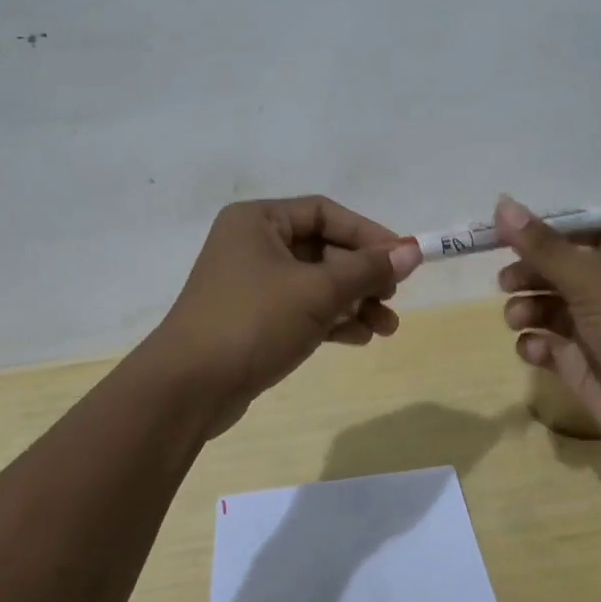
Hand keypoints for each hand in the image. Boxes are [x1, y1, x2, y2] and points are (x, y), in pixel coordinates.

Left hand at [149, 196, 421, 435]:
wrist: (188, 388)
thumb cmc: (254, 322)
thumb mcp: (318, 291)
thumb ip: (367, 270)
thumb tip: (412, 251)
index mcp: (258, 221)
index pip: (325, 213)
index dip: (368, 233)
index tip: (403, 258)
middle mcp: (252, 245)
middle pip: (323, 249)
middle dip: (362, 276)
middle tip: (392, 298)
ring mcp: (251, 285)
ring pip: (315, 283)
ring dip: (353, 302)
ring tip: (386, 328)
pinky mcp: (253, 320)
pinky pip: (302, 310)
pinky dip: (331, 320)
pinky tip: (360, 338)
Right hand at [495, 195, 600, 461]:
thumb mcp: (591, 280)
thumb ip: (543, 246)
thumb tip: (501, 202)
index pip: (585, 233)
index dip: (549, 231)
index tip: (511, 232)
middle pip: (560, 270)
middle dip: (530, 274)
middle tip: (505, 282)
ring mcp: (597, 331)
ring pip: (549, 308)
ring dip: (526, 309)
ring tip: (517, 319)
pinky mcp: (583, 365)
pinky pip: (548, 346)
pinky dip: (535, 345)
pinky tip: (534, 350)